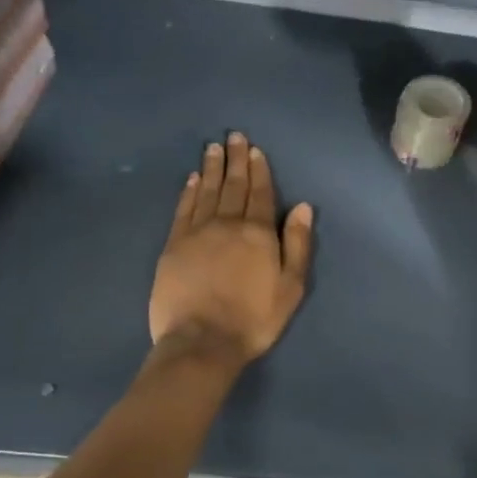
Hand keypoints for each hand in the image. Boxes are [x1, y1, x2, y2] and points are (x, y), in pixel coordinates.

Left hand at [150, 132, 313, 364]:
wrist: (202, 341)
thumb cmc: (254, 318)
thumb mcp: (291, 286)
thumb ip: (297, 244)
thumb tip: (303, 206)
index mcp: (258, 232)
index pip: (260, 192)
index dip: (258, 170)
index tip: (255, 149)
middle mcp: (227, 223)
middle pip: (233, 185)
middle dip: (235, 159)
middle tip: (233, 136)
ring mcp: (197, 232)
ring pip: (207, 191)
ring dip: (211, 168)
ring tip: (213, 148)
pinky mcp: (174, 245)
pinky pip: (184, 209)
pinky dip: (189, 191)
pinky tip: (192, 179)